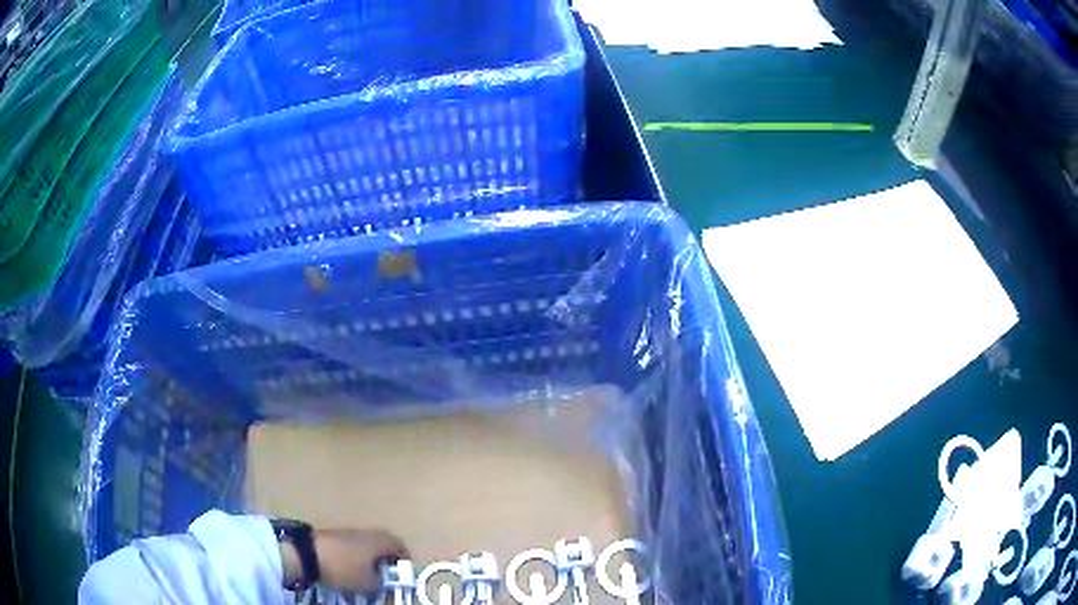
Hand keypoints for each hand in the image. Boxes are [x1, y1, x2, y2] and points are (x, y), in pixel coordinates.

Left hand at [314, 529, 407, 596]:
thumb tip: (383, 582)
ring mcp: (348, 533)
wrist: (307, 554)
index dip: (404, 563)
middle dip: (384, 565)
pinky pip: (350, 551)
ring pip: (365, 549)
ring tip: (365, 582)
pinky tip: (347, 576)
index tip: (403, 577)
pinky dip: (353, 562)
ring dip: (367, 564)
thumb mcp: (369, 583)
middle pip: (382, 548)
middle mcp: (367, 532)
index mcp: (380, 540)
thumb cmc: (345, 568)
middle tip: (385, 580)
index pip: (400, 547)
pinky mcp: (333, 537)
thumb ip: (381, 583)